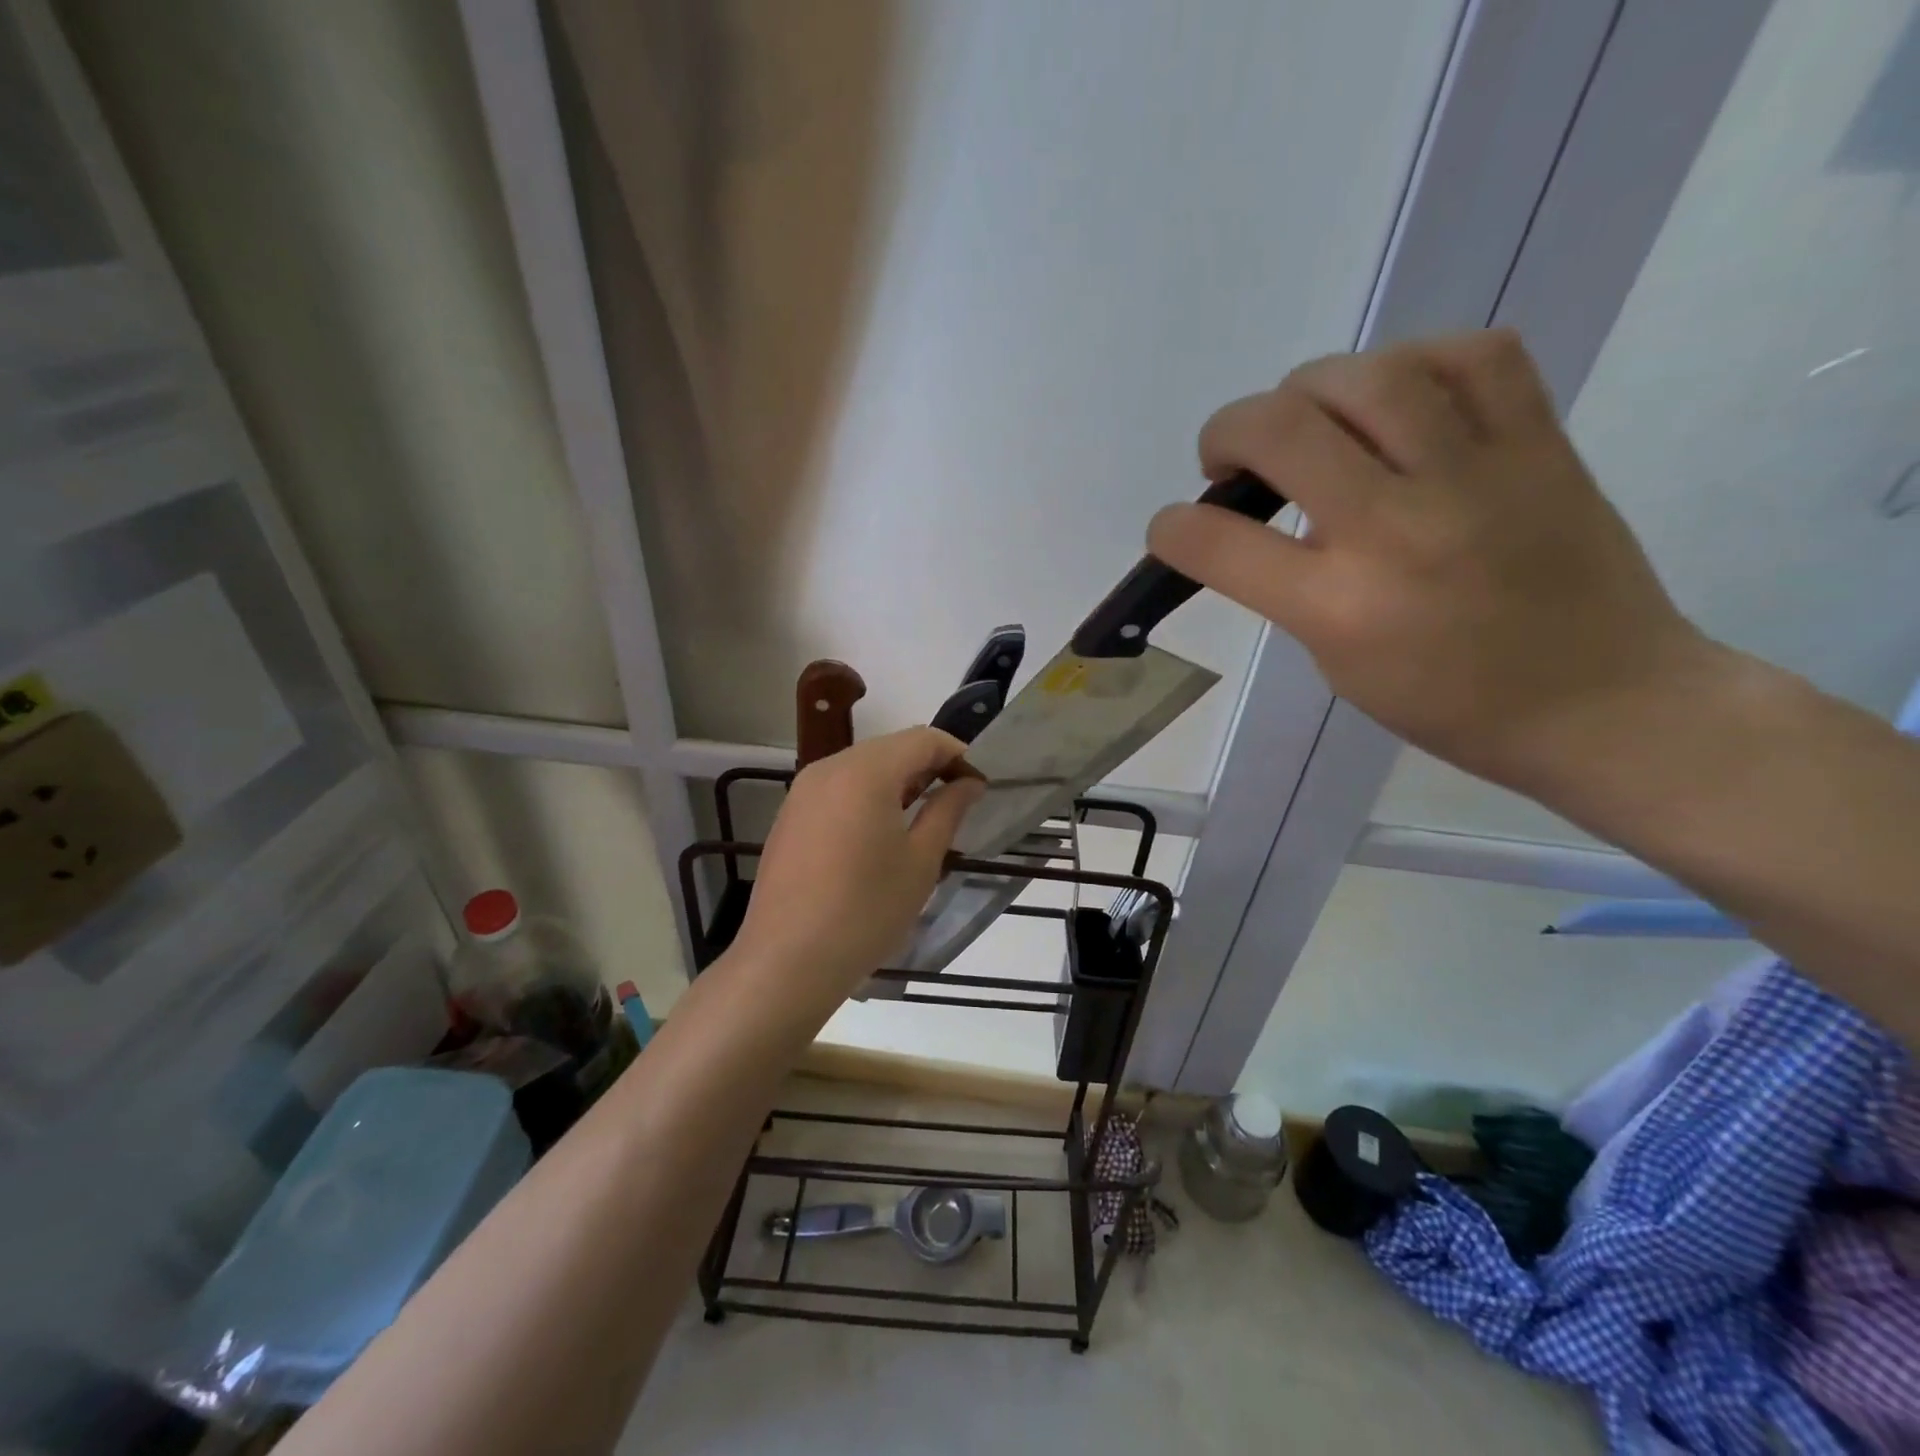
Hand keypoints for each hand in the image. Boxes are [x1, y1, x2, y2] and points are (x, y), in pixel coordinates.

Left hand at [731, 728, 982, 1010]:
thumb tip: (969, 783)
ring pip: (863, 767)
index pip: (923, 739)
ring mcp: (803, 790)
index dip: (958, 755)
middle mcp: (829, 767)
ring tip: (921, 821)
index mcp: (866, 771)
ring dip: (898, 782)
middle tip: (955, 804)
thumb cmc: (866, 911)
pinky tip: (877, 836)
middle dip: (928, 767)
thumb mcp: (920, 862)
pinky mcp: (789, 815)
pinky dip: (867, 797)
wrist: (787, 961)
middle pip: (891, 748)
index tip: (978, 787)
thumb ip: (948, 811)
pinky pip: (838, 788)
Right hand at [1148, 329, 1720, 793]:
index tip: (1171, 529)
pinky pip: (1471, 355)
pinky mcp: (1539, 442)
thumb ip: (1289, 587)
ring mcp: (1475, 475)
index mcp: (1338, 607)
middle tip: (1231, 461)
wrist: (1601, 701)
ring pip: (1366, 374)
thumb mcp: (1336, 662)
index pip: (1216, 543)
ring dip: (1308, 390)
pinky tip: (1397, 397)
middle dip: (1226, 433)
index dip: (1170, 528)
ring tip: (1310, 422)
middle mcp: (1397, 528)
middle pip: (1280, 428)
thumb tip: (1263, 518)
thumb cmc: (1448, 703)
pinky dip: (1414, 362)